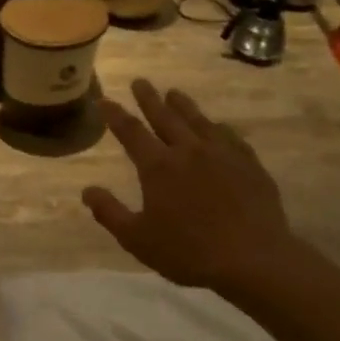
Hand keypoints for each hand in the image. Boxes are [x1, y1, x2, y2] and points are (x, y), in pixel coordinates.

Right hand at [83, 79, 300, 296]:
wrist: (252, 258)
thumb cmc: (188, 252)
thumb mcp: (137, 239)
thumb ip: (110, 212)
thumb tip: (87, 190)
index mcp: (158, 167)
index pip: (131, 132)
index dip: (115, 115)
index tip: (104, 100)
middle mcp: (188, 150)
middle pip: (165, 117)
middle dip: (149, 99)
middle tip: (140, 81)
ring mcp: (222, 153)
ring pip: (198, 121)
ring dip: (183, 105)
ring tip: (174, 93)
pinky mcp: (249, 163)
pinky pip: (229, 136)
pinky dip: (217, 127)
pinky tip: (217, 126)